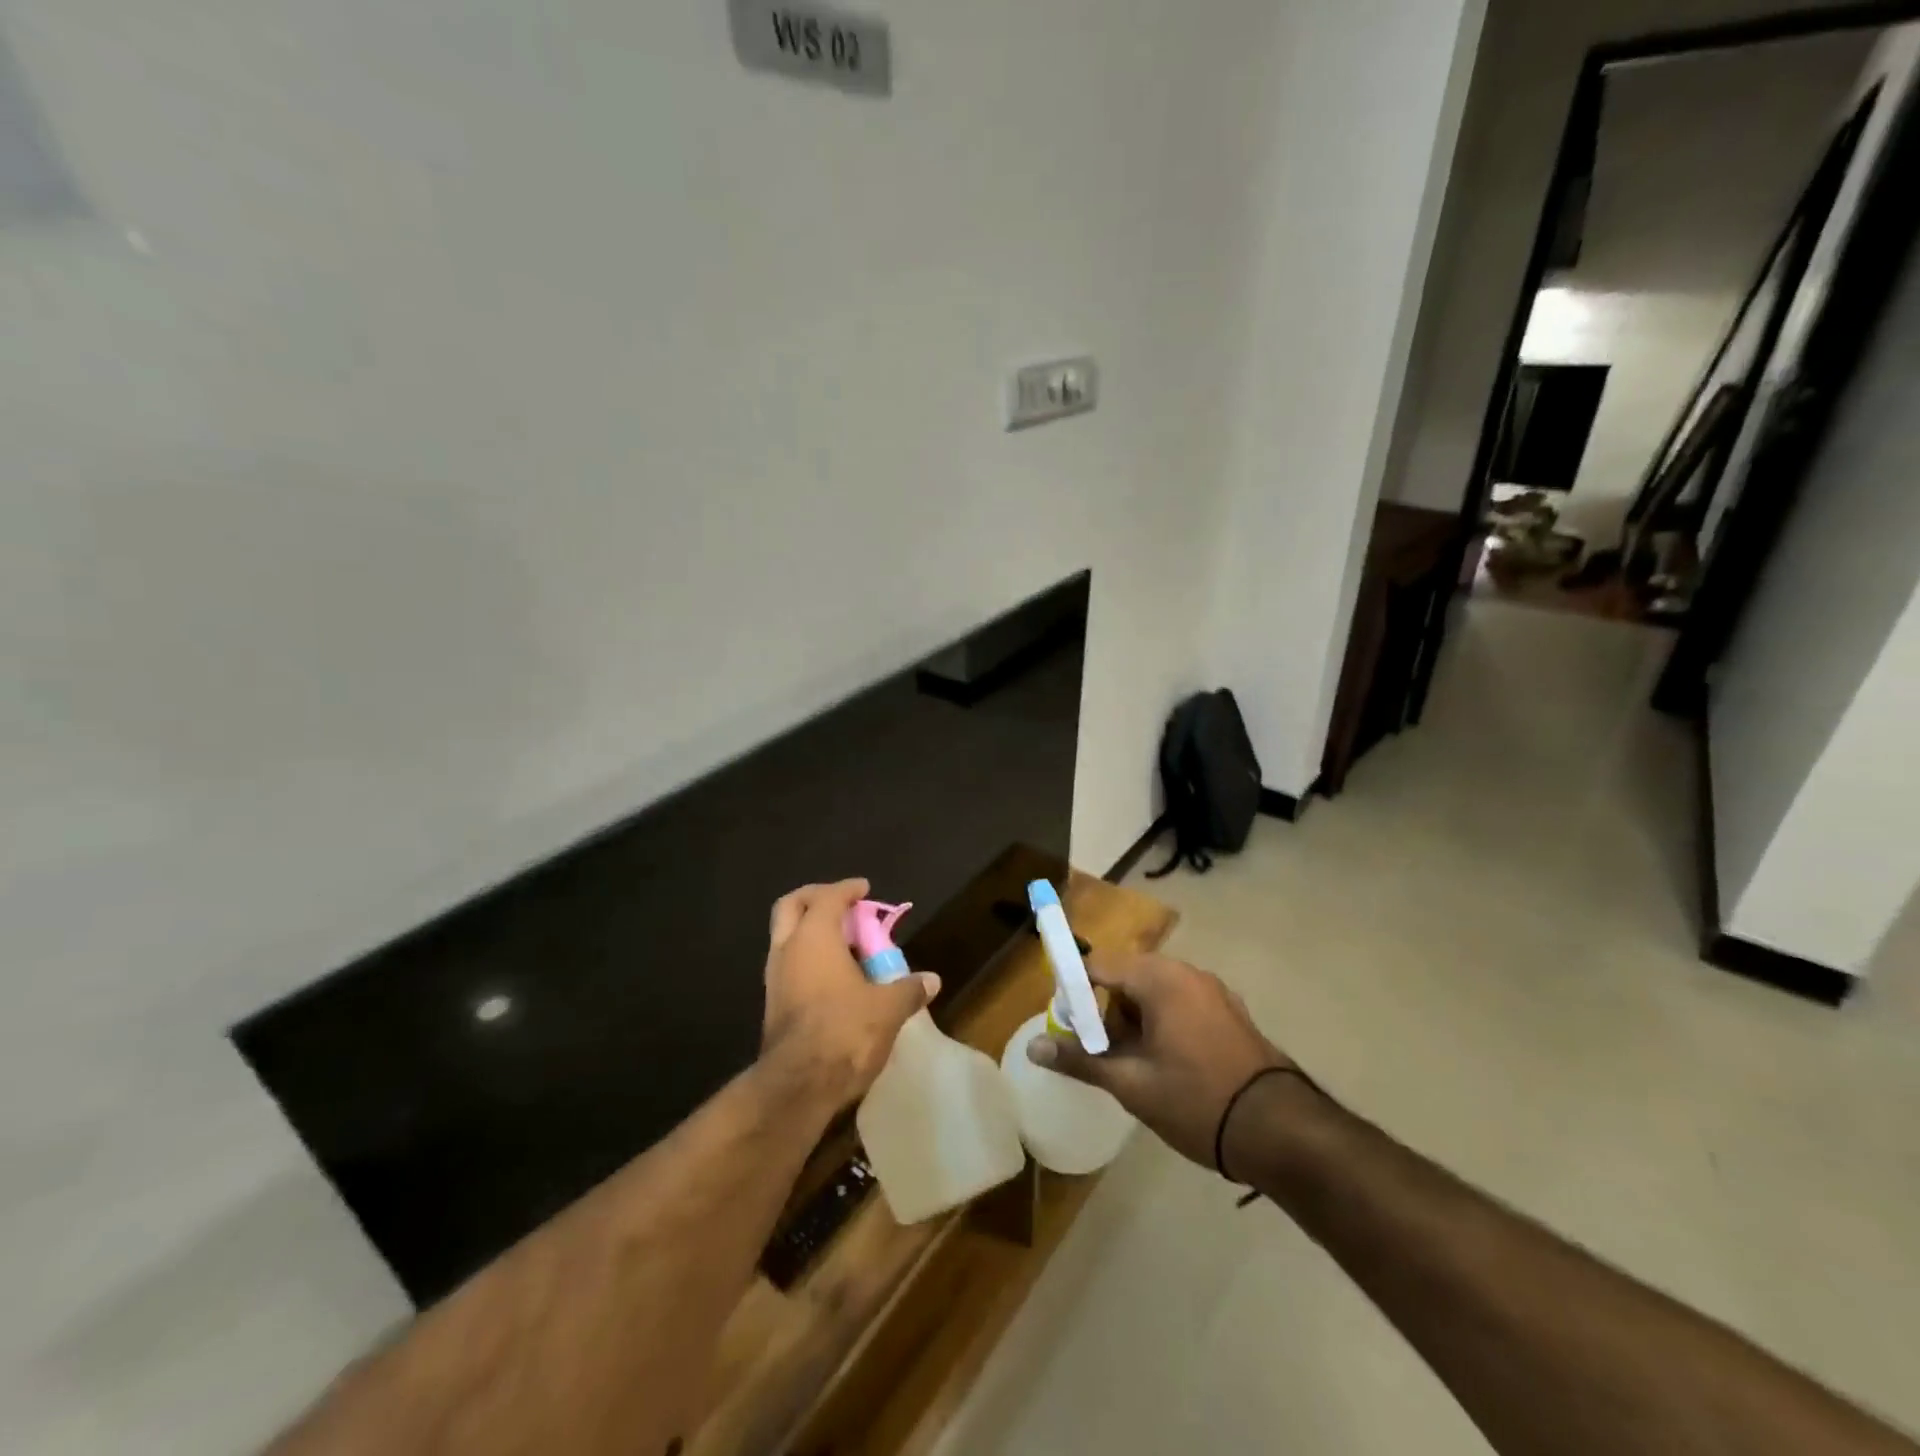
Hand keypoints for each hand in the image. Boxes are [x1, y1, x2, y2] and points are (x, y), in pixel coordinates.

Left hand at [760, 879, 940, 1109]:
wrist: (797, 1086)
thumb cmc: (844, 1031)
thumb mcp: (887, 1009)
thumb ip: (909, 989)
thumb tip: (931, 980)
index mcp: (814, 936)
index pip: (828, 896)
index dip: (847, 889)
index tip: (864, 889)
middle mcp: (787, 949)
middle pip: (791, 906)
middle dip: (815, 898)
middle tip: (842, 905)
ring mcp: (774, 978)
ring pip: (786, 937)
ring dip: (810, 932)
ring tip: (843, 944)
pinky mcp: (772, 1005)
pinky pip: (788, 966)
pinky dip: (807, 959)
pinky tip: (833, 978)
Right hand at [1027, 952, 1289, 1169]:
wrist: (1281, 1131)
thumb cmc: (1197, 1100)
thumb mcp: (1131, 1084)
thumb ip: (1080, 1060)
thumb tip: (1033, 1048)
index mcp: (1160, 979)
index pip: (1098, 965)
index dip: (1073, 991)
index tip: (1064, 1025)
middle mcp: (1186, 972)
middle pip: (1126, 976)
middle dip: (1104, 1009)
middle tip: (1096, 1051)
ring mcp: (1212, 991)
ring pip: (1154, 991)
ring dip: (1132, 1018)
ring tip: (1129, 1064)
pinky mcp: (1229, 1012)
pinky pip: (1180, 1003)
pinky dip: (1161, 1023)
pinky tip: (1163, 1064)